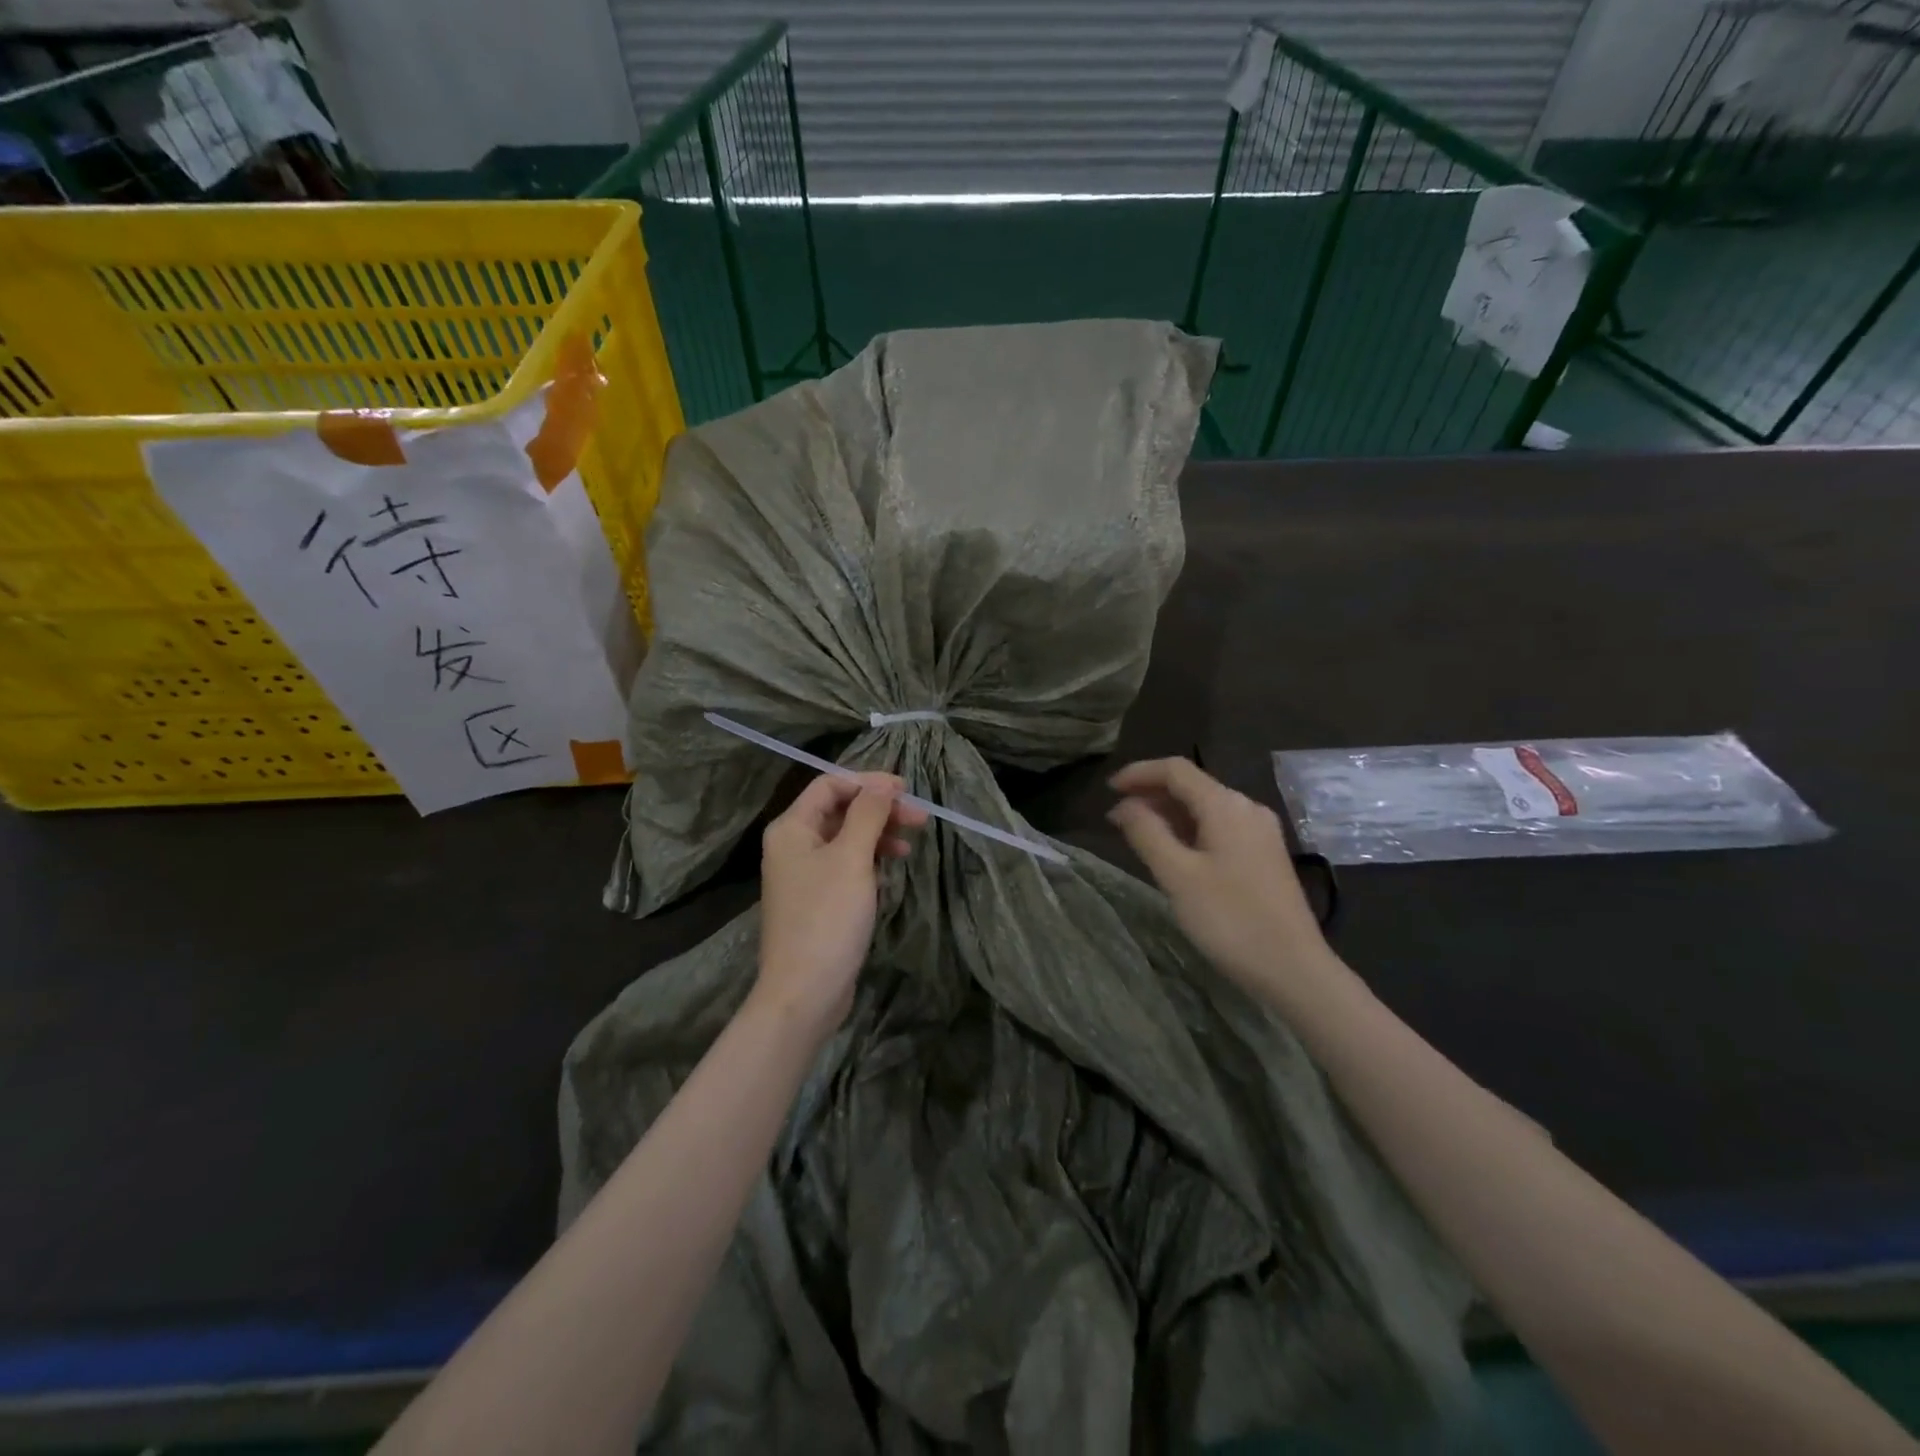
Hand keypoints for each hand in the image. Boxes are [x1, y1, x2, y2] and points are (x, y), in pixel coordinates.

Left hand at [755, 772, 926, 1035]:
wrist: (804, 992)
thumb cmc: (827, 918)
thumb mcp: (851, 858)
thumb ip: (868, 815)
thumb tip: (883, 784)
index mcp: (791, 828)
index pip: (830, 785)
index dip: (868, 783)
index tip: (906, 791)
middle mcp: (793, 845)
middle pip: (839, 810)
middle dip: (879, 809)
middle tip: (919, 818)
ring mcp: (804, 874)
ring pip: (845, 838)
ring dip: (878, 834)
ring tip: (910, 845)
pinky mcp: (817, 899)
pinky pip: (845, 864)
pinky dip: (869, 860)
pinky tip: (891, 869)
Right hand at [1108, 758, 1343, 1009]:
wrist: (1294, 969)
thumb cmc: (1230, 919)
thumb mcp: (1177, 876)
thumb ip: (1147, 833)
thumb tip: (1125, 805)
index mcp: (1226, 805)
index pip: (1176, 770)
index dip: (1138, 773)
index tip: (1107, 789)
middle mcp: (1247, 808)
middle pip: (1192, 785)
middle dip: (1151, 794)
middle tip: (1115, 817)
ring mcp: (1260, 832)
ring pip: (1205, 808)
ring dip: (1168, 813)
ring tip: (1137, 833)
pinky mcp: (1264, 855)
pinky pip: (1219, 827)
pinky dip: (1189, 830)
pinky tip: (1173, 851)